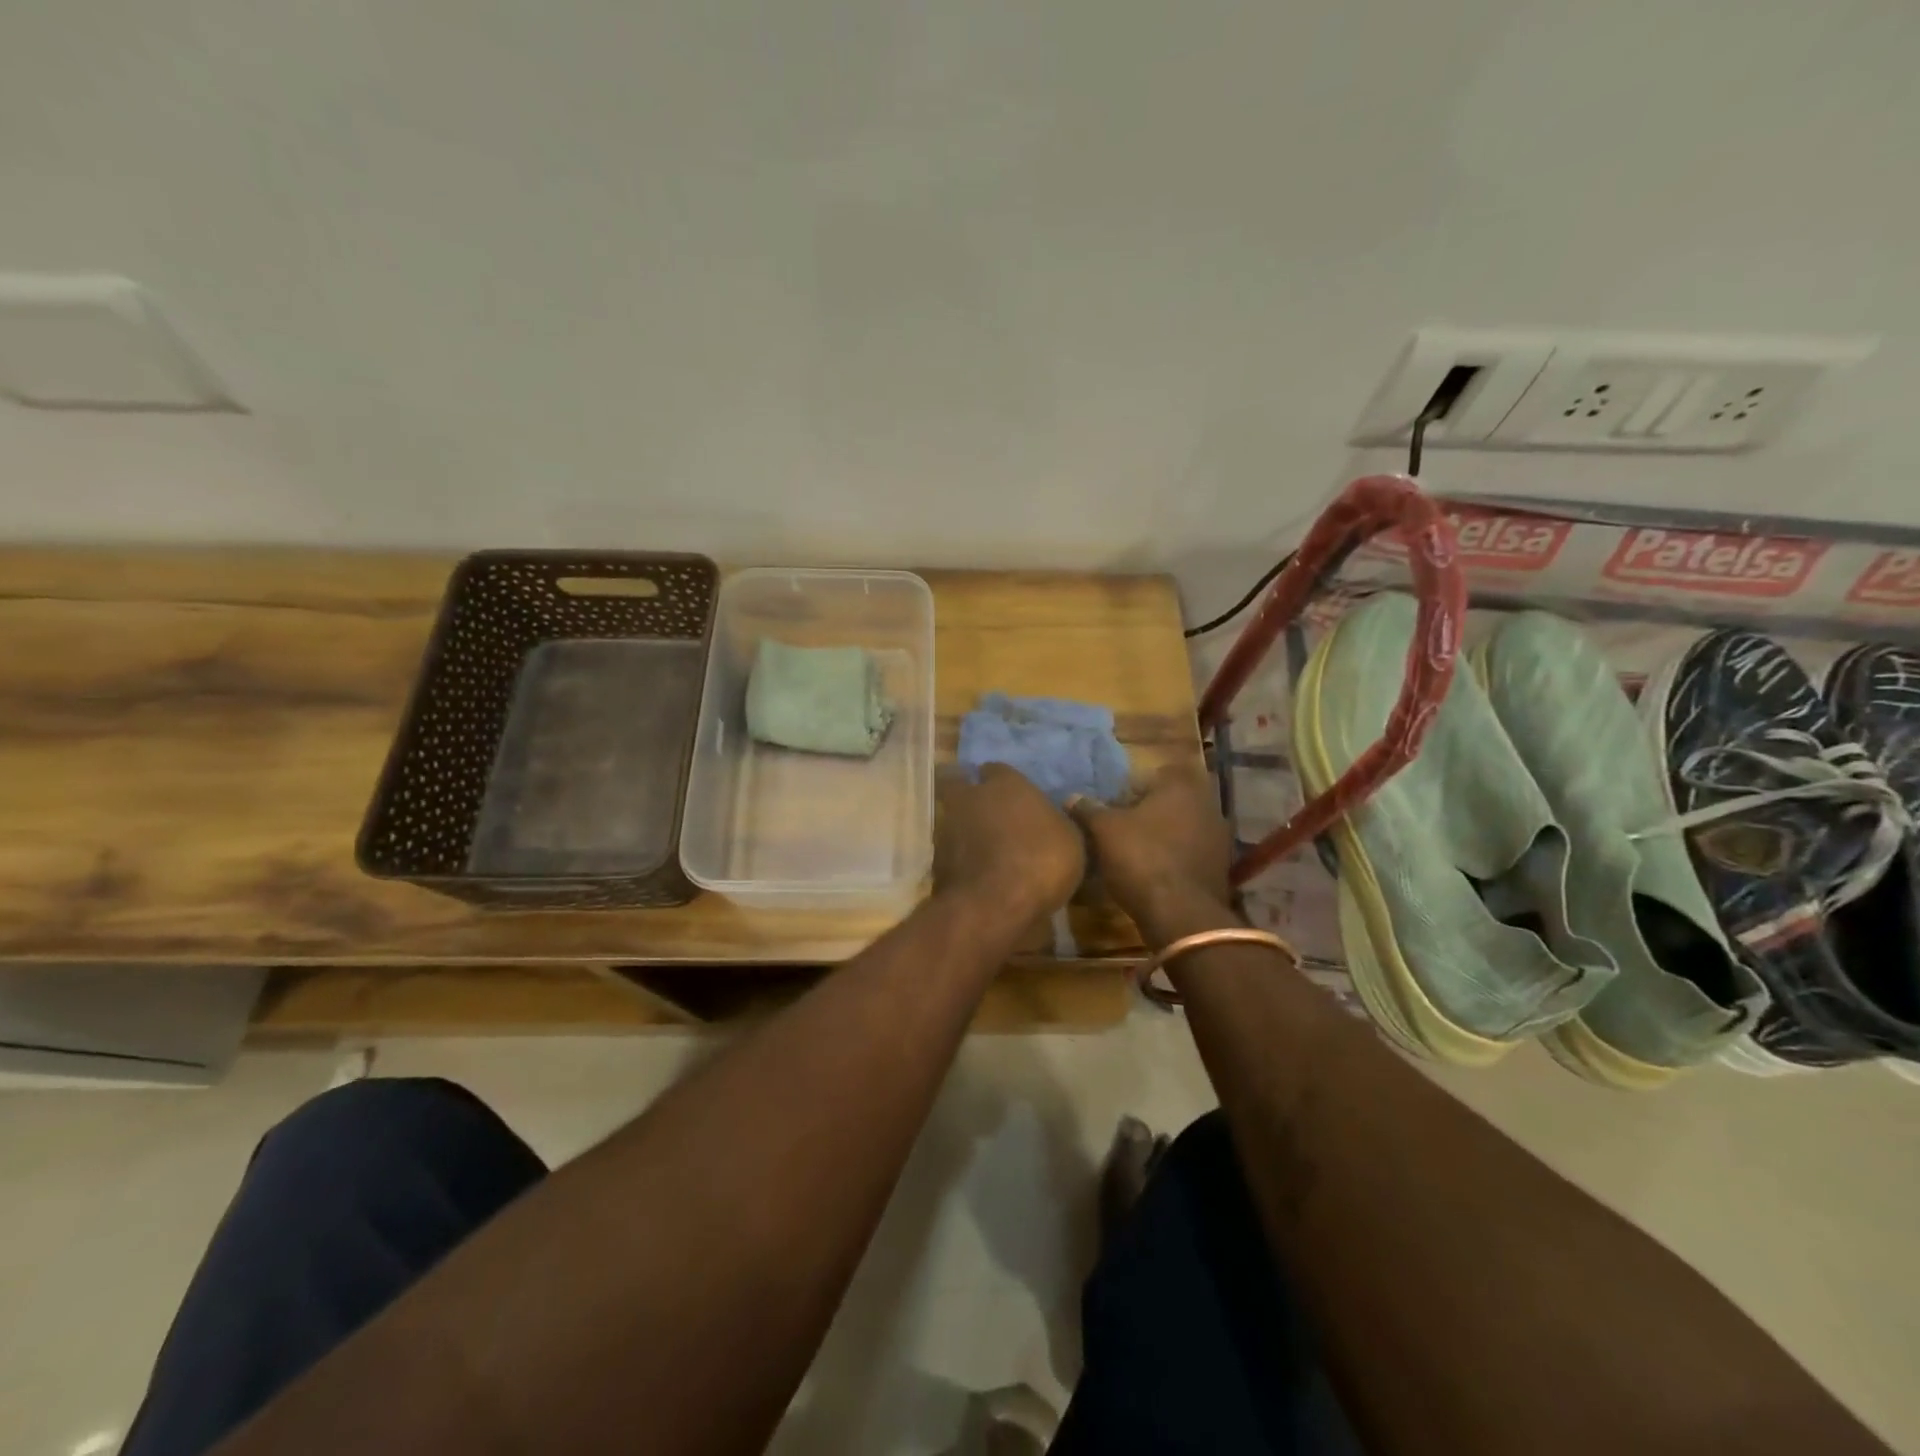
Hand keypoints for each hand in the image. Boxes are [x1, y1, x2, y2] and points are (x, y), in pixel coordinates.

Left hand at [935, 764, 1084, 923]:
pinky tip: (973, 870)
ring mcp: (948, 827)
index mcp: (1006, 784)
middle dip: (967, 791)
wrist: (994, 904)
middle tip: (984, 809)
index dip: (1001, 780)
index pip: (997, 769)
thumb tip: (1057, 813)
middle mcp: (971, 797)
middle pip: (959, 783)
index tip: (1010, 792)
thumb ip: (1059, 821)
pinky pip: (948, 849)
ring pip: (950, 815)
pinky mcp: (936, 858)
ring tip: (980, 846)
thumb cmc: (1042, 861)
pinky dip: (958, 856)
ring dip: (962, 826)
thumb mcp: (1072, 841)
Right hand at [1070, 765, 1232, 943]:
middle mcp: (1207, 805)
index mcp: (1181, 786)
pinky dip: (1174, 859)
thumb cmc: (1141, 858)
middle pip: (1170, 801)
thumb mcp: (1103, 830)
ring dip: (1162, 836)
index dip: (1133, 787)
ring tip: (1134, 854)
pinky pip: (1190, 853)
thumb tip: (1072, 798)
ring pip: (1182, 828)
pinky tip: (1153, 874)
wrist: (1180, 914)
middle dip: (1147, 813)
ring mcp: (1218, 838)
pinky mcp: (1220, 868)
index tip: (1115, 805)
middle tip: (1120, 829)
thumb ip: (1088, 809)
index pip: (1156, 773)